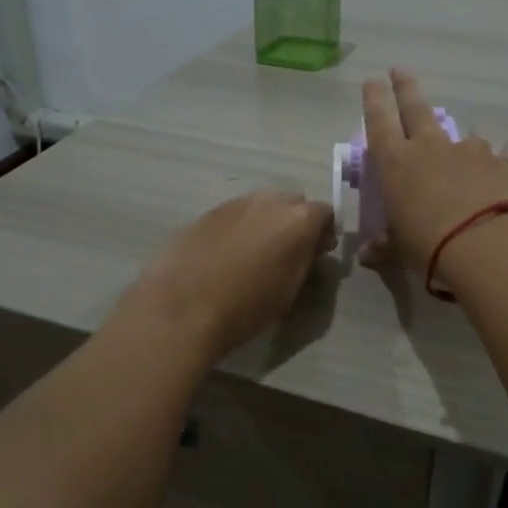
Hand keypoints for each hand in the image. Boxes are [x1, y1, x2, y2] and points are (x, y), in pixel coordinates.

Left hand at [120, 189, 335, 359]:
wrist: (182, 307)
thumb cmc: (246, 306)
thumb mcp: (290, 289)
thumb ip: (305, 259)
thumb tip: (309, 246)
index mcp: (298, 219)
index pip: (325, 213)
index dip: (323, 233)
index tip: (317, 254)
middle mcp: (269, 201)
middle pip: (292, 203)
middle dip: (294, 223)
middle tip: (287, 253)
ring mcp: (235, 203)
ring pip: (261, 206)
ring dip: (265, 223)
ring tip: (253, 255)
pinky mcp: (207, 212)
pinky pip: (235, 215)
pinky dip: (239, 228)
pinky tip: (226, 255)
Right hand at [360, 69, 507, 270]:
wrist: (484, 245)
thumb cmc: (427, 245)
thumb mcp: (398, 248)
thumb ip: (383, 246)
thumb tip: (368, 255)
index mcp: (395, 163)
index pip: (378, 121)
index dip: (374, 99)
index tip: (372, 79)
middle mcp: (429, 147)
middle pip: (416, 107)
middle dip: (406, 87)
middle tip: (400, 70)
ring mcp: (467, 151)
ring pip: (461, 134)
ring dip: (459, 140)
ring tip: (463, 150)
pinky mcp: (500, 163)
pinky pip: (500, 155)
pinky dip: (501, 155)